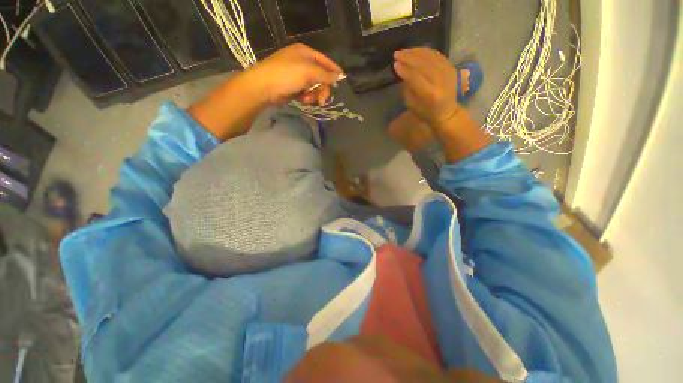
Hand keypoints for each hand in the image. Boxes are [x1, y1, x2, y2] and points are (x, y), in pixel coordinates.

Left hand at [247, 44, 343, 105]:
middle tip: (321, 101)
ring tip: (306, 100)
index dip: (334, 71)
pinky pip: (307, 93)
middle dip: (322, 89)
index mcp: (305, 53)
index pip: (325, 61)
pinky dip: (307, 98)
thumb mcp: (308, 72)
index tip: (342, 80)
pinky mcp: (294, 88)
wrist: (263, 88)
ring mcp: (298, 76)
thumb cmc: (286, 74)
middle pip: (321, 77)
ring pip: (315, 88)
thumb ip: (325, 75)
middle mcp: (303, 63)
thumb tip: (339, 77)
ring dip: (313, 96)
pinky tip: (302, 101)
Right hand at [393, 48, 460, 128]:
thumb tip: (403, 72)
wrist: (447, 113)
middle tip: (396, 54)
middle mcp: (441, 82)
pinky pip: (437, 55)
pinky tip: (416, 51)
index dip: (405, 70)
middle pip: (424, 64)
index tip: (395, 64)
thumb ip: (407, 88)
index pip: (416, 77)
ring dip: (416, 52)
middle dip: (409, 58)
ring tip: (404, 51)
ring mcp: (448, 73)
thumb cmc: (426, 113)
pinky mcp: (451, 67)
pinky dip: (426, 51)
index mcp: (431, 95)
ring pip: (431, 57)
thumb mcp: (412, 105)